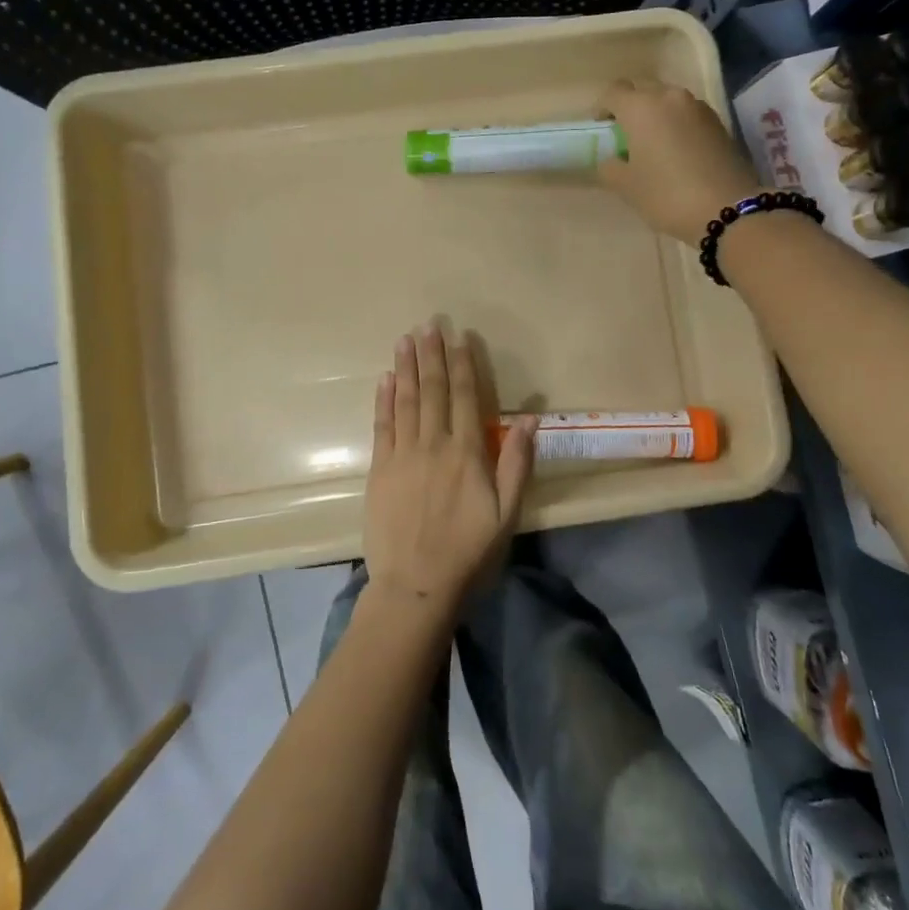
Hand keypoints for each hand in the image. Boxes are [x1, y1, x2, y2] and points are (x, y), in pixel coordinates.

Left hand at [362, 324, 537, 615]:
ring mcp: (402, 455)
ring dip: (407, 368)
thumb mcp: (507, 513)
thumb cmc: (469, 551)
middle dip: (432, 355)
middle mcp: (433, 444)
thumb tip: (529, 418)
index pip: (466, 397)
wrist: (415, 585)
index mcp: (467, 452)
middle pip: (434, 391)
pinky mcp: (380, 469)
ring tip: (405, 339)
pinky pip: (382, 425)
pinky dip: (384, 400)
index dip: (463, 364)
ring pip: (406, 401)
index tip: (460, 337)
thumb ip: (516, 464)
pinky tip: (385, 379)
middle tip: (428, 324)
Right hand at [596, 79, 763, 242]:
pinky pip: (688, 115)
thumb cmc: (666, 195)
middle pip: (643, 90)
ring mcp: (698, 108)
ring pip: (668, 101)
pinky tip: (678, 153)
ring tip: (654, 145)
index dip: (603, 108)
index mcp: (641, 108)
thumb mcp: (627, 187)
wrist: (727, 209)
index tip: (602, 129)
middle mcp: (670, 97)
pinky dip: (678, 125)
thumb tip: (613, 160)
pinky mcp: (718, 122)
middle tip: (626, 136)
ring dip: (657, 115)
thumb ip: (610, 167)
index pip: (614, 92)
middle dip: (631, 107)